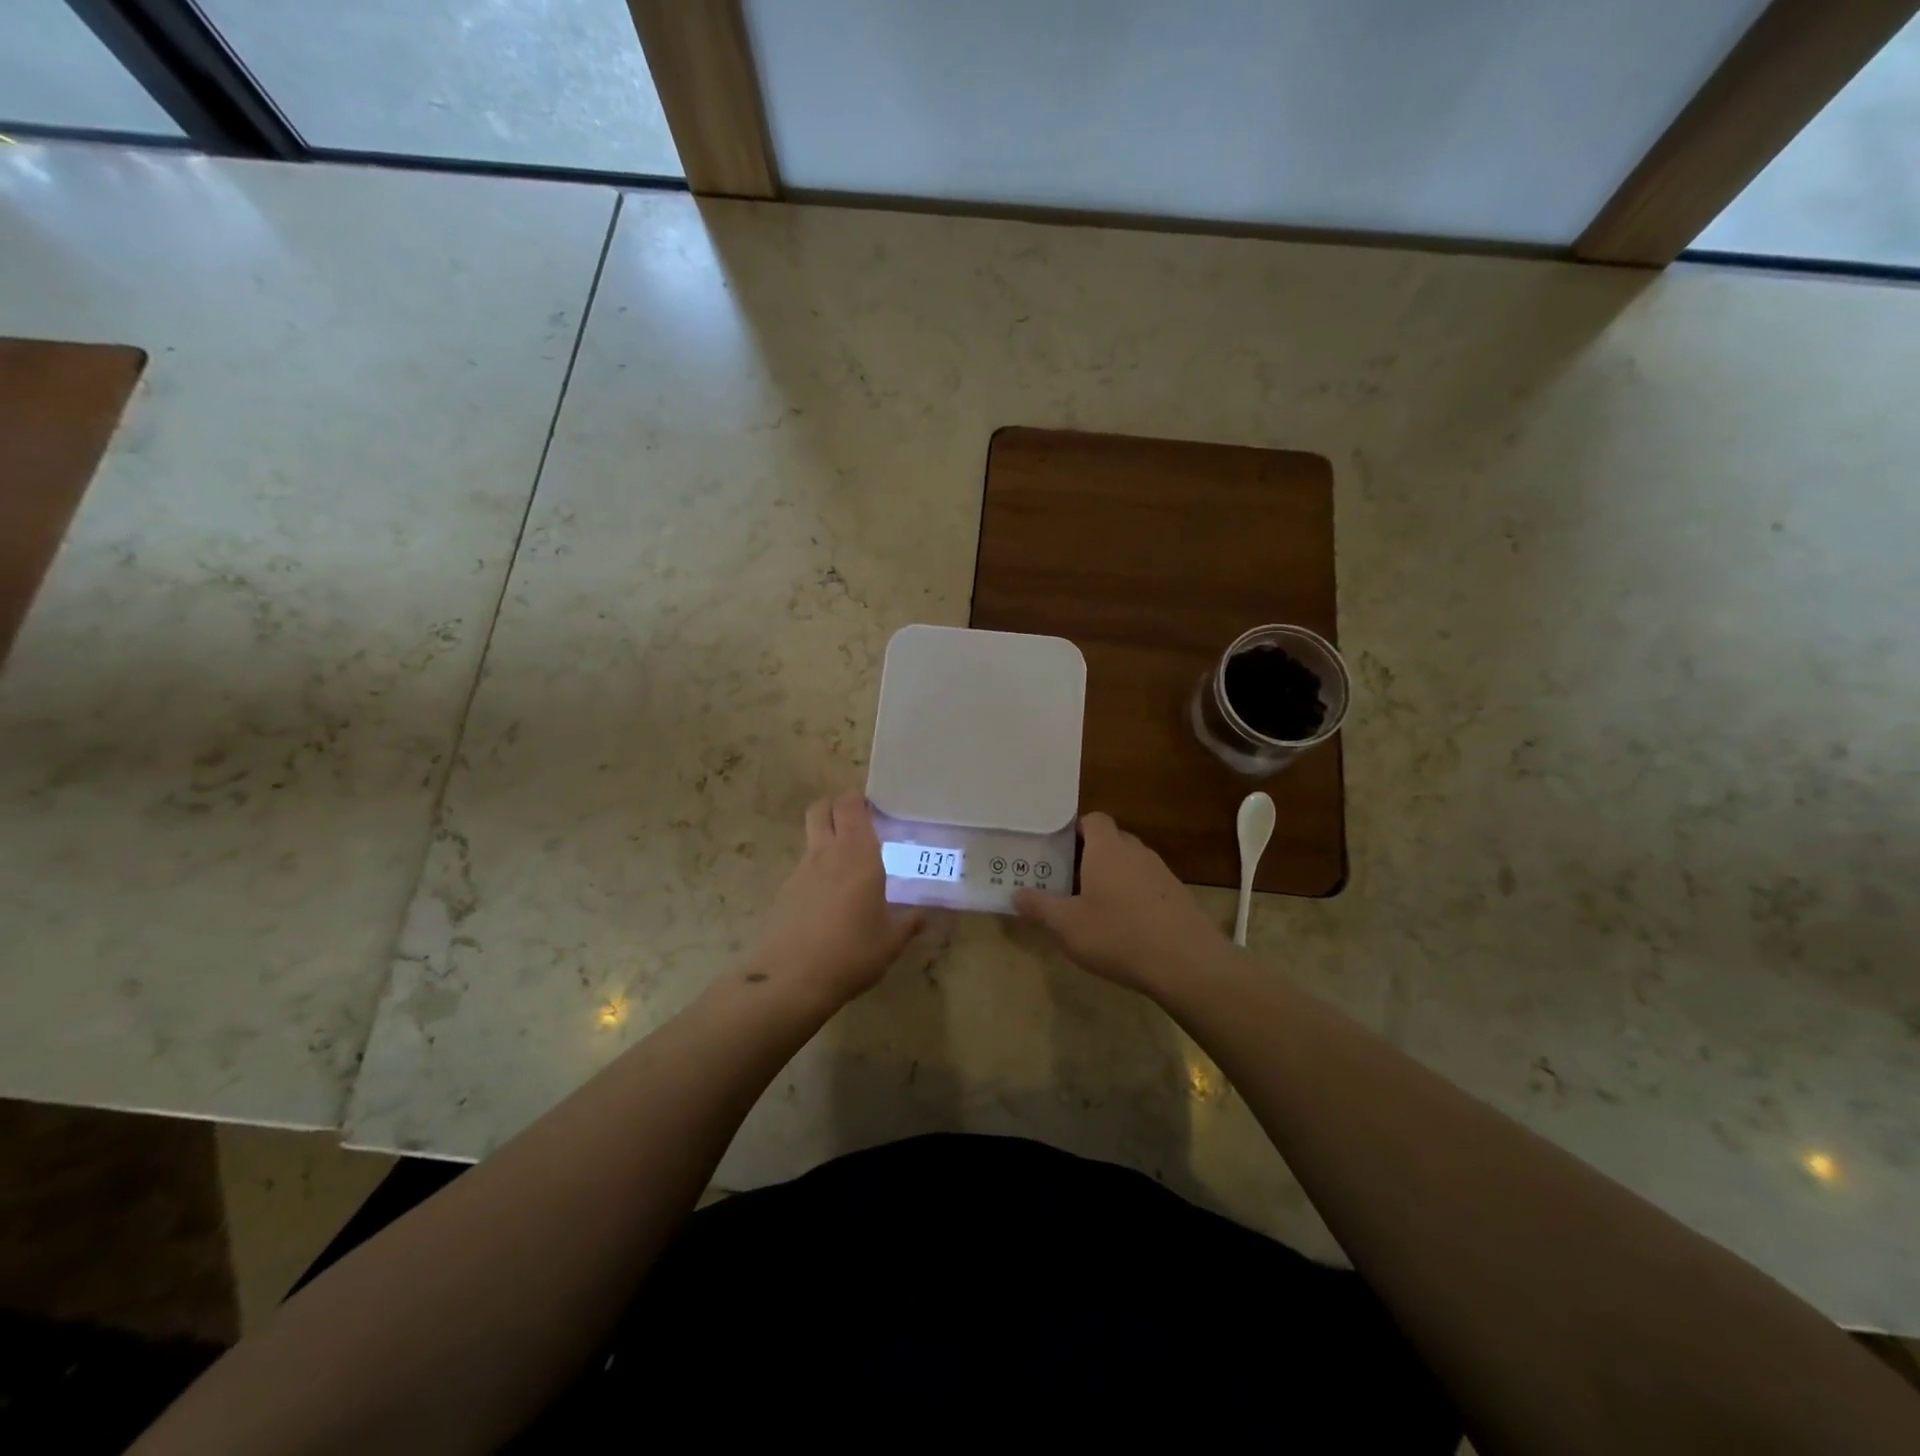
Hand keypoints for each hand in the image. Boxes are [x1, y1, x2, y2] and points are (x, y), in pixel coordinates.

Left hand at [747, 792, 924, 1007]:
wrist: (791, 981)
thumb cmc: (851, 952)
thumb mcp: (891, 940)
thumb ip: (909, 922)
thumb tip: (925, 915)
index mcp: (857, 853)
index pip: (850, 804)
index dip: (859, 798)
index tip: (876, 807)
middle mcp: (826, 853)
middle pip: (821, 808)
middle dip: (836, 807)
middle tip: (858, 823)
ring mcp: (800, 871)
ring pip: (811, 837)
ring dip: (827, 839)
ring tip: (848, 867)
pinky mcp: (784, 892)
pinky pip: (803, 868)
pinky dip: (817, 872)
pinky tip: (829, 901)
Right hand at [1013, 812, 1226, 992]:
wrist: (1186, 962)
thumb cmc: (1118, 935)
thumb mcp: (1067, 925)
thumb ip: (1040, 907)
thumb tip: (1016, 894)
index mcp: (1107, 849)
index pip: (1093, 819)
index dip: (1076, 829)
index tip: (1058, 850)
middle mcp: (1136, 852)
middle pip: (1112, 840)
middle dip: (1091, 855)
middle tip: (1068, 878)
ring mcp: (1162, 873)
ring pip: (1131, 863)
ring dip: (1113, 876)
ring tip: (1094, 904)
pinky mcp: (1178, 896)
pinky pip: (1148, 885)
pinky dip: (1134, 895)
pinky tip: (1125, 925)